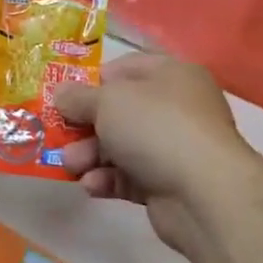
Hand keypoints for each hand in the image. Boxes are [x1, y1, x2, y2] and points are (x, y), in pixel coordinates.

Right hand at [52, 54, 249, 258]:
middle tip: (59, 136)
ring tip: (71, 165)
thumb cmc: (155, 127)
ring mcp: (174, 147)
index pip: (125, 70)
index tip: (65, 97)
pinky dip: (108, 180)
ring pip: (120, 146)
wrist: (203, 192)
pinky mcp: (168, 183)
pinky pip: (129, 176)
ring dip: (90, 155)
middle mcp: (176, 108)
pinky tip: (92, 186)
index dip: (92, 82)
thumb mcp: (107, 101)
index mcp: (171, 75)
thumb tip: (60, 92)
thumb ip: (78, 97)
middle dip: (84, 126)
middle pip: (118, 112)